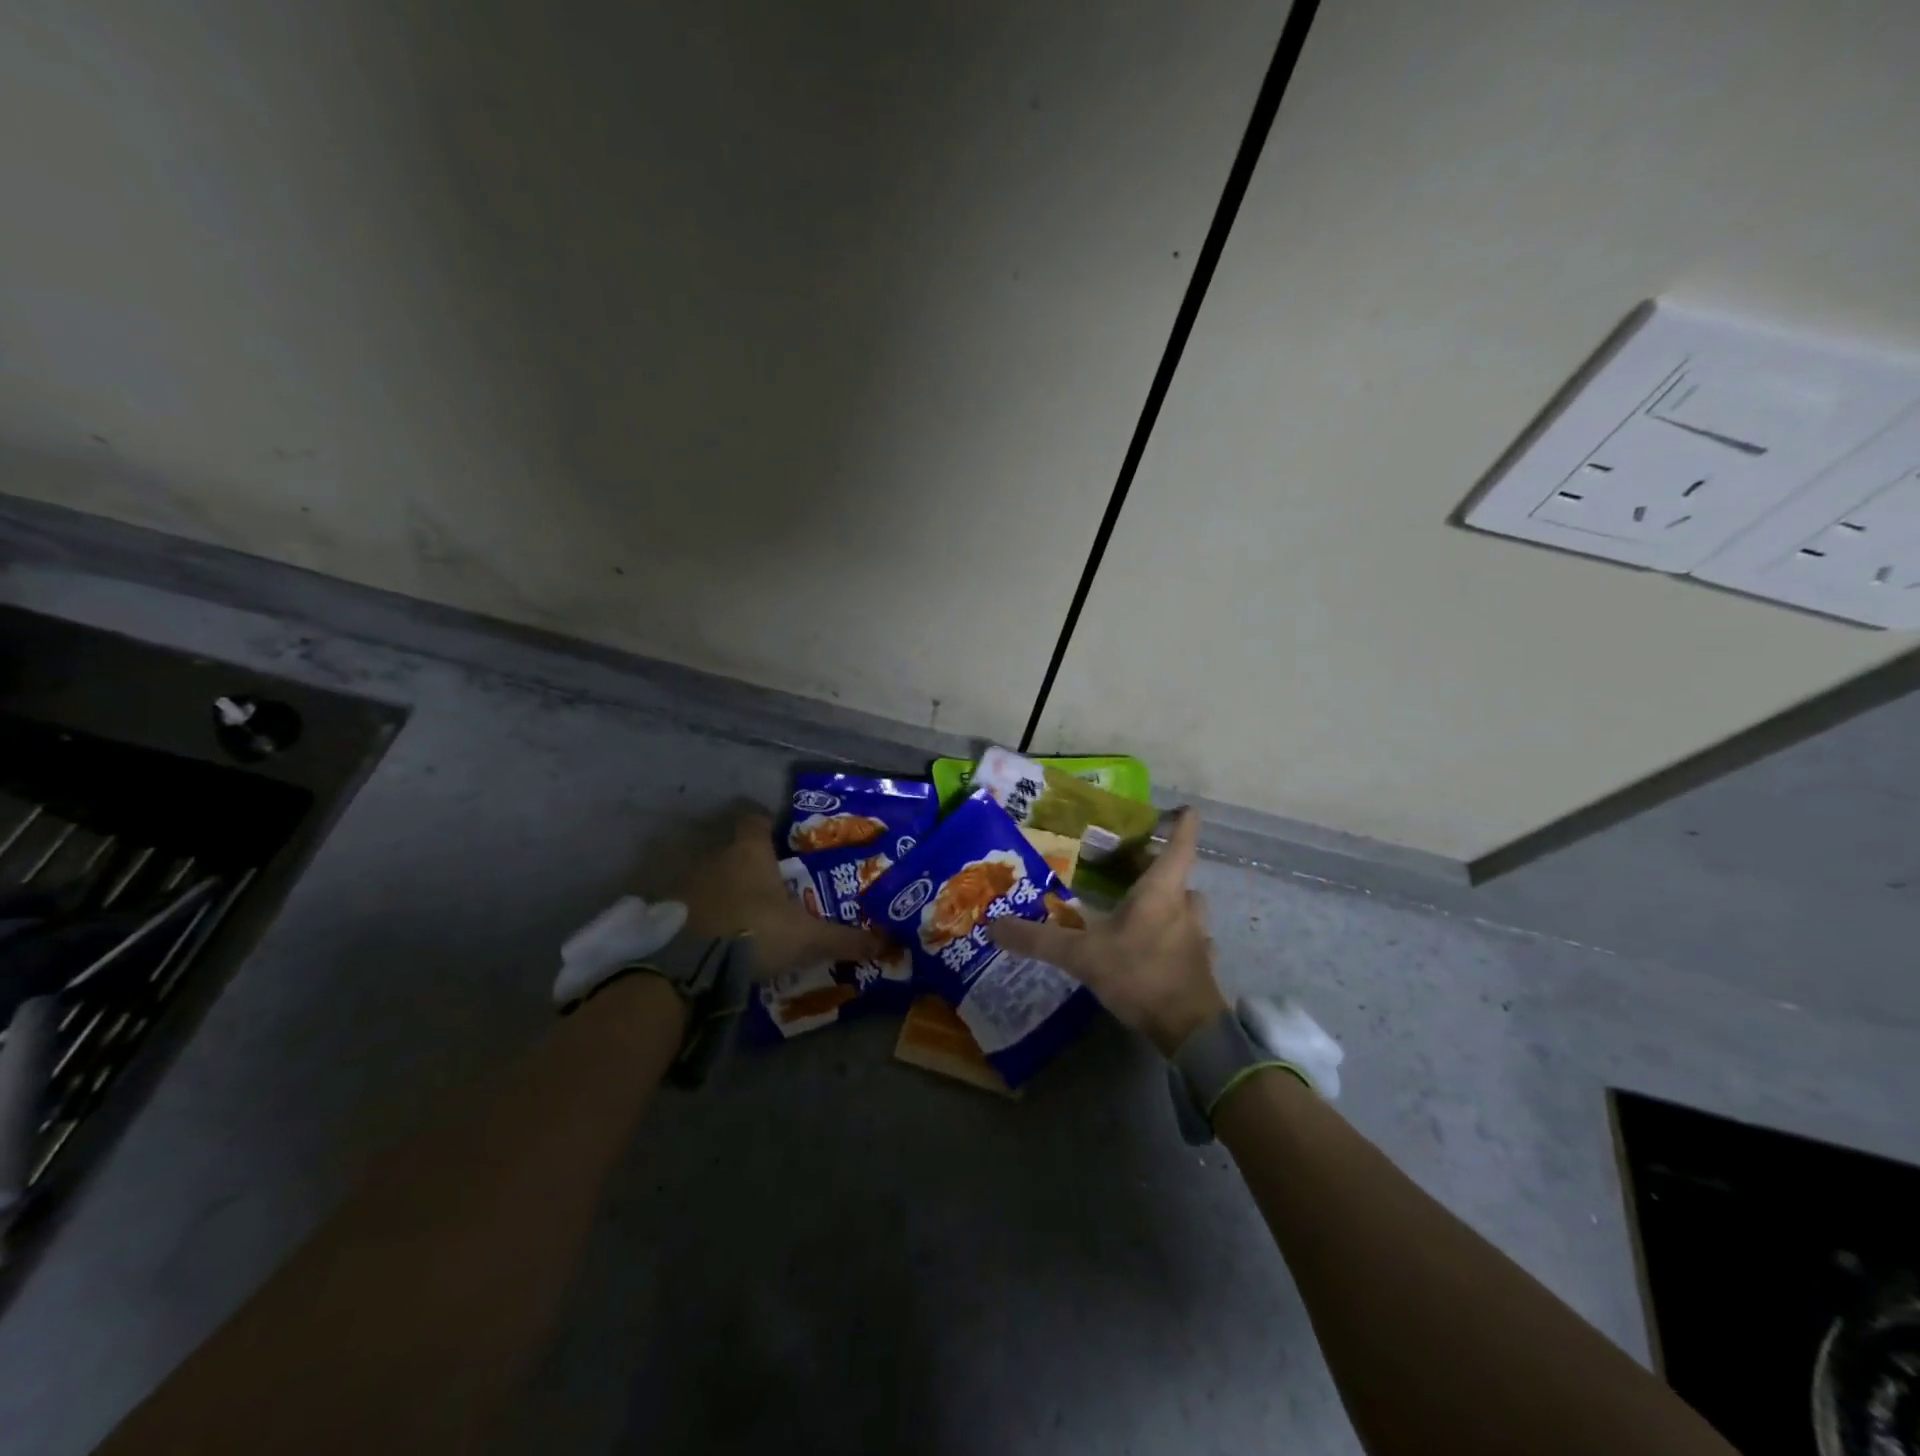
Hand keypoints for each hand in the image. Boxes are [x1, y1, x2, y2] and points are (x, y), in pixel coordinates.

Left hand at [672, 809, 885, 978]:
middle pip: (736, 852)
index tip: (782, 838)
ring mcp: (688, 885)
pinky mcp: (669, 913)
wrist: (687, 967)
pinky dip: (708, 918)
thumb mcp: (806, 938)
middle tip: (776, 888)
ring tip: (751, 918)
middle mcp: (716, 858)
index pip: (756, 820)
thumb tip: (885, 943)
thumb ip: (843, 939)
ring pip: (714, 879)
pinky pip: (695, 907)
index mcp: (750, 852)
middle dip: (754, 868)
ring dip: (729, 893)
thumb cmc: (754, 931)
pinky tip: (722, 939)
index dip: (768, 824)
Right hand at [988, 809, 1228, 1055]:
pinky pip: (1188, 941)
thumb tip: (995, 925)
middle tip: (1132, 866)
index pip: (1181, 844)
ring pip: (1186, 908)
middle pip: (1179, 876)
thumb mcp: (1082, 956)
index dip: (1183, 823)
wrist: (1190, 1031)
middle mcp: (1185, 906)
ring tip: (1139, 909)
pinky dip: (1174, 938)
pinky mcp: (1201, 965)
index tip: (1183, 809)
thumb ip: (1039, 940)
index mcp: (1162, 890)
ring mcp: (1198, 937)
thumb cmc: (1141, 974)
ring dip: (1168, 903)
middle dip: (1159, 868)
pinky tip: (1154, 949)